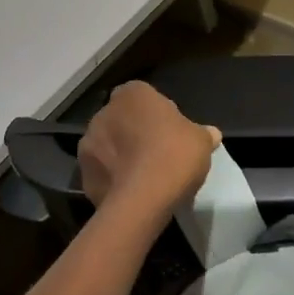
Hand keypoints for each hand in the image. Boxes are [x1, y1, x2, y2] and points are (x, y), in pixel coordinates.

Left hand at [79, 82, 220, 221]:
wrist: (143, 199)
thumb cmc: (174, 155)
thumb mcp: (201, 141)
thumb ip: (203, 134)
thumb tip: (211, 134)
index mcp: (132, 95)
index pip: (142, 96)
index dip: (156, 113)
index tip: (170, 132)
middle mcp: (104, 113)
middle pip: (122, 119)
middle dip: (134, 133)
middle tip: (157, 154)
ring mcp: (89, 144)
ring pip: (108, 146)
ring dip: (120, 156)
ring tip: (142, 177)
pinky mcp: (83, 175)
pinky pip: (101, 172)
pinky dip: (112, 179)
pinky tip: (130, 193)